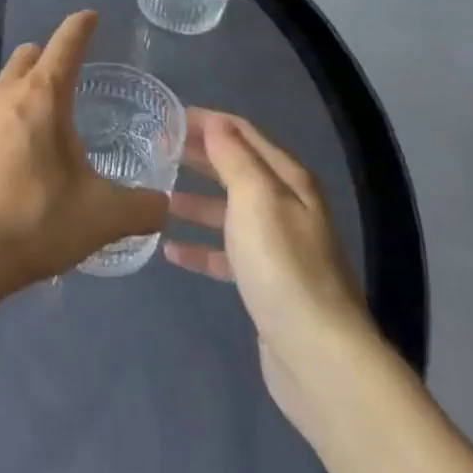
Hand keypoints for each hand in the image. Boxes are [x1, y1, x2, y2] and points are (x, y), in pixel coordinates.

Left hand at [0, 12, 168, 303]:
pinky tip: (9, 158)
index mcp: (40, 97)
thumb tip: (165, 204)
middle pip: (27, 57)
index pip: (65, 45)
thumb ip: (143, 207)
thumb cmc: (34, 223)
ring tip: (42, 126)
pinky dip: (1, 120)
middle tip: (71, 82)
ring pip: (1, 85)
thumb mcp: (102, 218)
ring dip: (23, 90)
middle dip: (50, 58)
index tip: (90, 17)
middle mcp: (1, 94)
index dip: (80, 28)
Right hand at [164, 109, 380, 435]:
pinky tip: (171, 251)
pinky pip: (226, 254)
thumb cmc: (282, 265)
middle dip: (198, 156)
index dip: (207, 121)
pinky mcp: (264, 282)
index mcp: (288, 180)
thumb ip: (233, 157)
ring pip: (228, 211)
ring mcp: (276, 247)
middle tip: (154, 149)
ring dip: (194, 201)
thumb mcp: (255, 198)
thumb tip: (215, 122)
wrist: (318, 355)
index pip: (243, 133)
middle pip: (235, 169)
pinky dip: (200, 248)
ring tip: (157, 196)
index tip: (166, 116)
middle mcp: (285, 206)